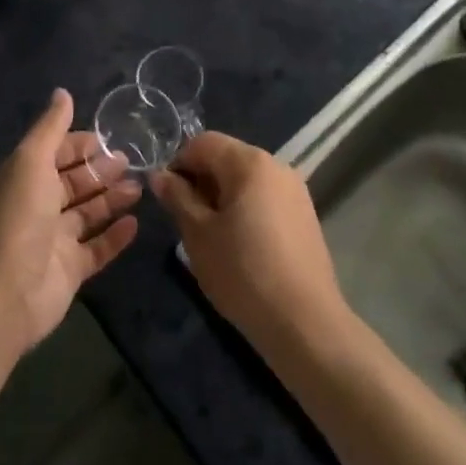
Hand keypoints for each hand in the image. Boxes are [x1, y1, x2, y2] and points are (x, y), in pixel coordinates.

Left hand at [0, 89, 140, 358]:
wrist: (3, 293)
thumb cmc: (18, 218)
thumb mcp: (31, 161)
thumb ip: (50, 128)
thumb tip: (62, 92)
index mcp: (25, 178)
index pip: (56, 153)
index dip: (79, 144)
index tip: (108, 137)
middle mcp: (39, 206)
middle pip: (74, 183)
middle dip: (100, 170)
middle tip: (131, 160)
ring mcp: (54, 240)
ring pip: (88, 214)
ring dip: (112, 199)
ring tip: (140, 188)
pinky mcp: (70, 270)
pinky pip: (97, 248)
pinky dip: (115, 236)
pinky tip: (135, 224)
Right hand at [150, 133, 348, 358]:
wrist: (304, 322)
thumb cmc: (243, 272)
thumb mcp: (198, 234)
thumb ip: (178, 197)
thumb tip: (160, 175)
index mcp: (249, 162)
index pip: (203, 142)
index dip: (179, 164)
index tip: (168, 198)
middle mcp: (276, 165)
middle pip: (227, 157)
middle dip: (201, 181)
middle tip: (187, 221)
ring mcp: (295, 189)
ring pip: (246, 179)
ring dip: (223, 196)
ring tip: (212, 236)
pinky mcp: (305, 214)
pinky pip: (265, 197)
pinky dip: (246, 209)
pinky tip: (241, 246)